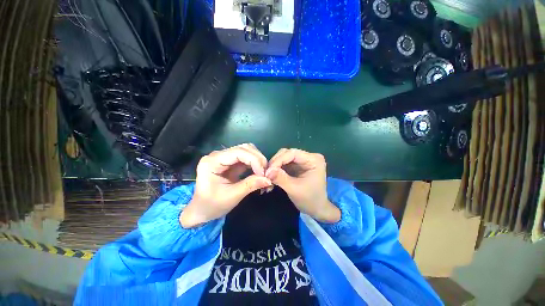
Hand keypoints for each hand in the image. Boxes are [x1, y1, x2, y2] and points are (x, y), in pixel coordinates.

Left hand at [180, 144, 271, 227]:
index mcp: (212, 162)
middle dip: (258, 159)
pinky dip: (255, 164)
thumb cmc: (211, 205)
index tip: (263, 174)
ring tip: (263, 173)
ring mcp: (224, 157)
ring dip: (258, 160)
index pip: (238, 152)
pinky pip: (247, 158)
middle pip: (244, 148)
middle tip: (266, 173)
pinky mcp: (230, 162)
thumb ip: (250, 185)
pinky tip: (259, 172)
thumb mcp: (231, 196)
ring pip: (247, 151)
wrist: (201, 211)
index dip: (254, 160)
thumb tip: (269, 179)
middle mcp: (218, 155)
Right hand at [265, 149, 340, 222]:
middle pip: (287, 153)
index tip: (268, 171)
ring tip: (268, 175)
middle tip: (266, 173)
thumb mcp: (294, 189)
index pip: (292, 153)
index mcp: (313, 159)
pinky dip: (277, 169)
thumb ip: (281, 178)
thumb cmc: (310, 200)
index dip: (278, 160)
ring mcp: (303, 160)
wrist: (317, 209)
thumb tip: (267, 171)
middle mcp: (309, 157)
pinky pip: (284, 163)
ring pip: (284, 157)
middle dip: (275, 163)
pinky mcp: (297, 165)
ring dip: (275, 166)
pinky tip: (272, 176)